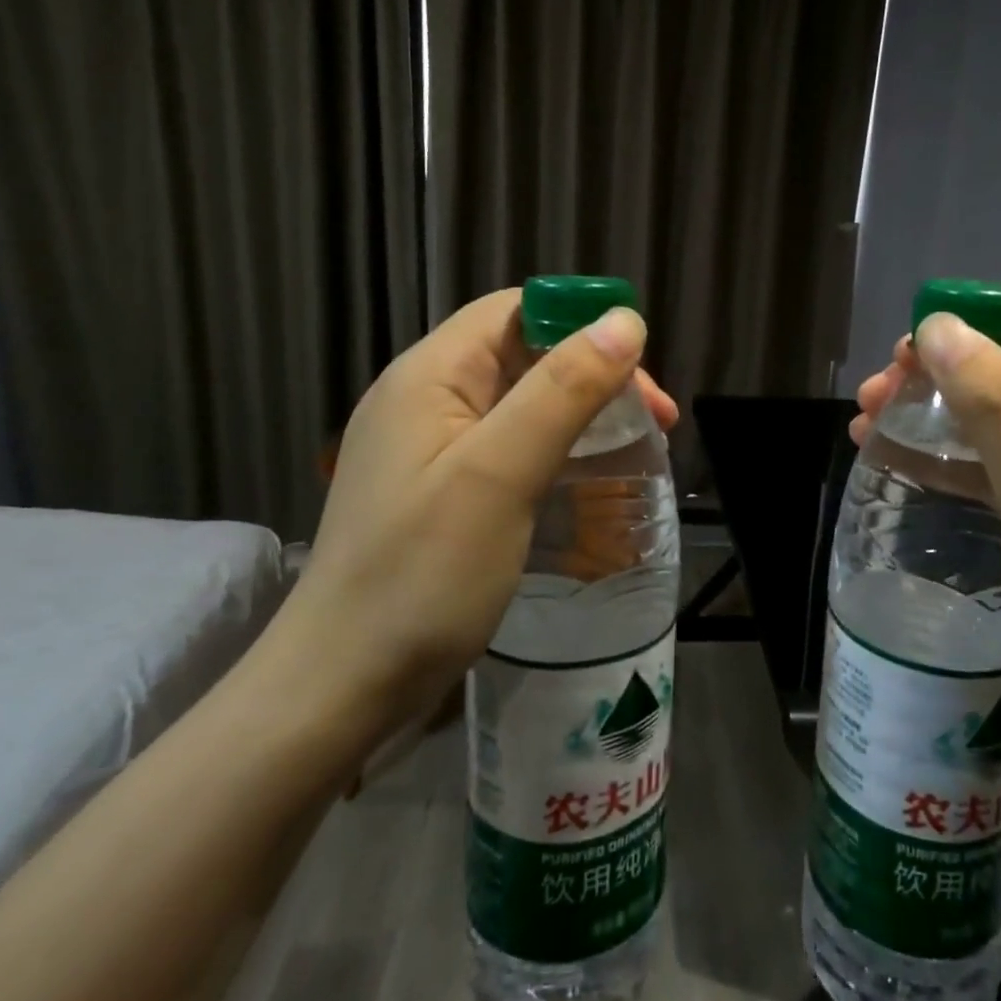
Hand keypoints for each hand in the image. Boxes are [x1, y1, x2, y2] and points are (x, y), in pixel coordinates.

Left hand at [255, 289, 675, 746]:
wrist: (342, 689)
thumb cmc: (422, 575)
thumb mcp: (501, 473)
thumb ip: (563, 390)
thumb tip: (625, 321)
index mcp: (430, 375)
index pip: (516, 311)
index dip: (583, 324)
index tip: (642, 374)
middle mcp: (426, 398)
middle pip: (524, 354)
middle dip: (595, 375)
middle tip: (658, 423)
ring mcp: (431, 448)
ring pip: (522, 402)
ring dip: (583, 413)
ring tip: (637, 448)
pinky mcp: (442, 491)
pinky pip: (510, 446)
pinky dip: (557, 449)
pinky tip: (586, 478)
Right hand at [855, 316, 1000, 769]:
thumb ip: (998, 406)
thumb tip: (939, 325)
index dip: (967, 335)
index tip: (898, 352)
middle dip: (938, 382)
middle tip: (870, 397)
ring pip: (997, 428)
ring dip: (934, 421)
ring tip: (866, 425)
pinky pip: (997, 474)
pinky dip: (950, 464)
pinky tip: (901, 464)